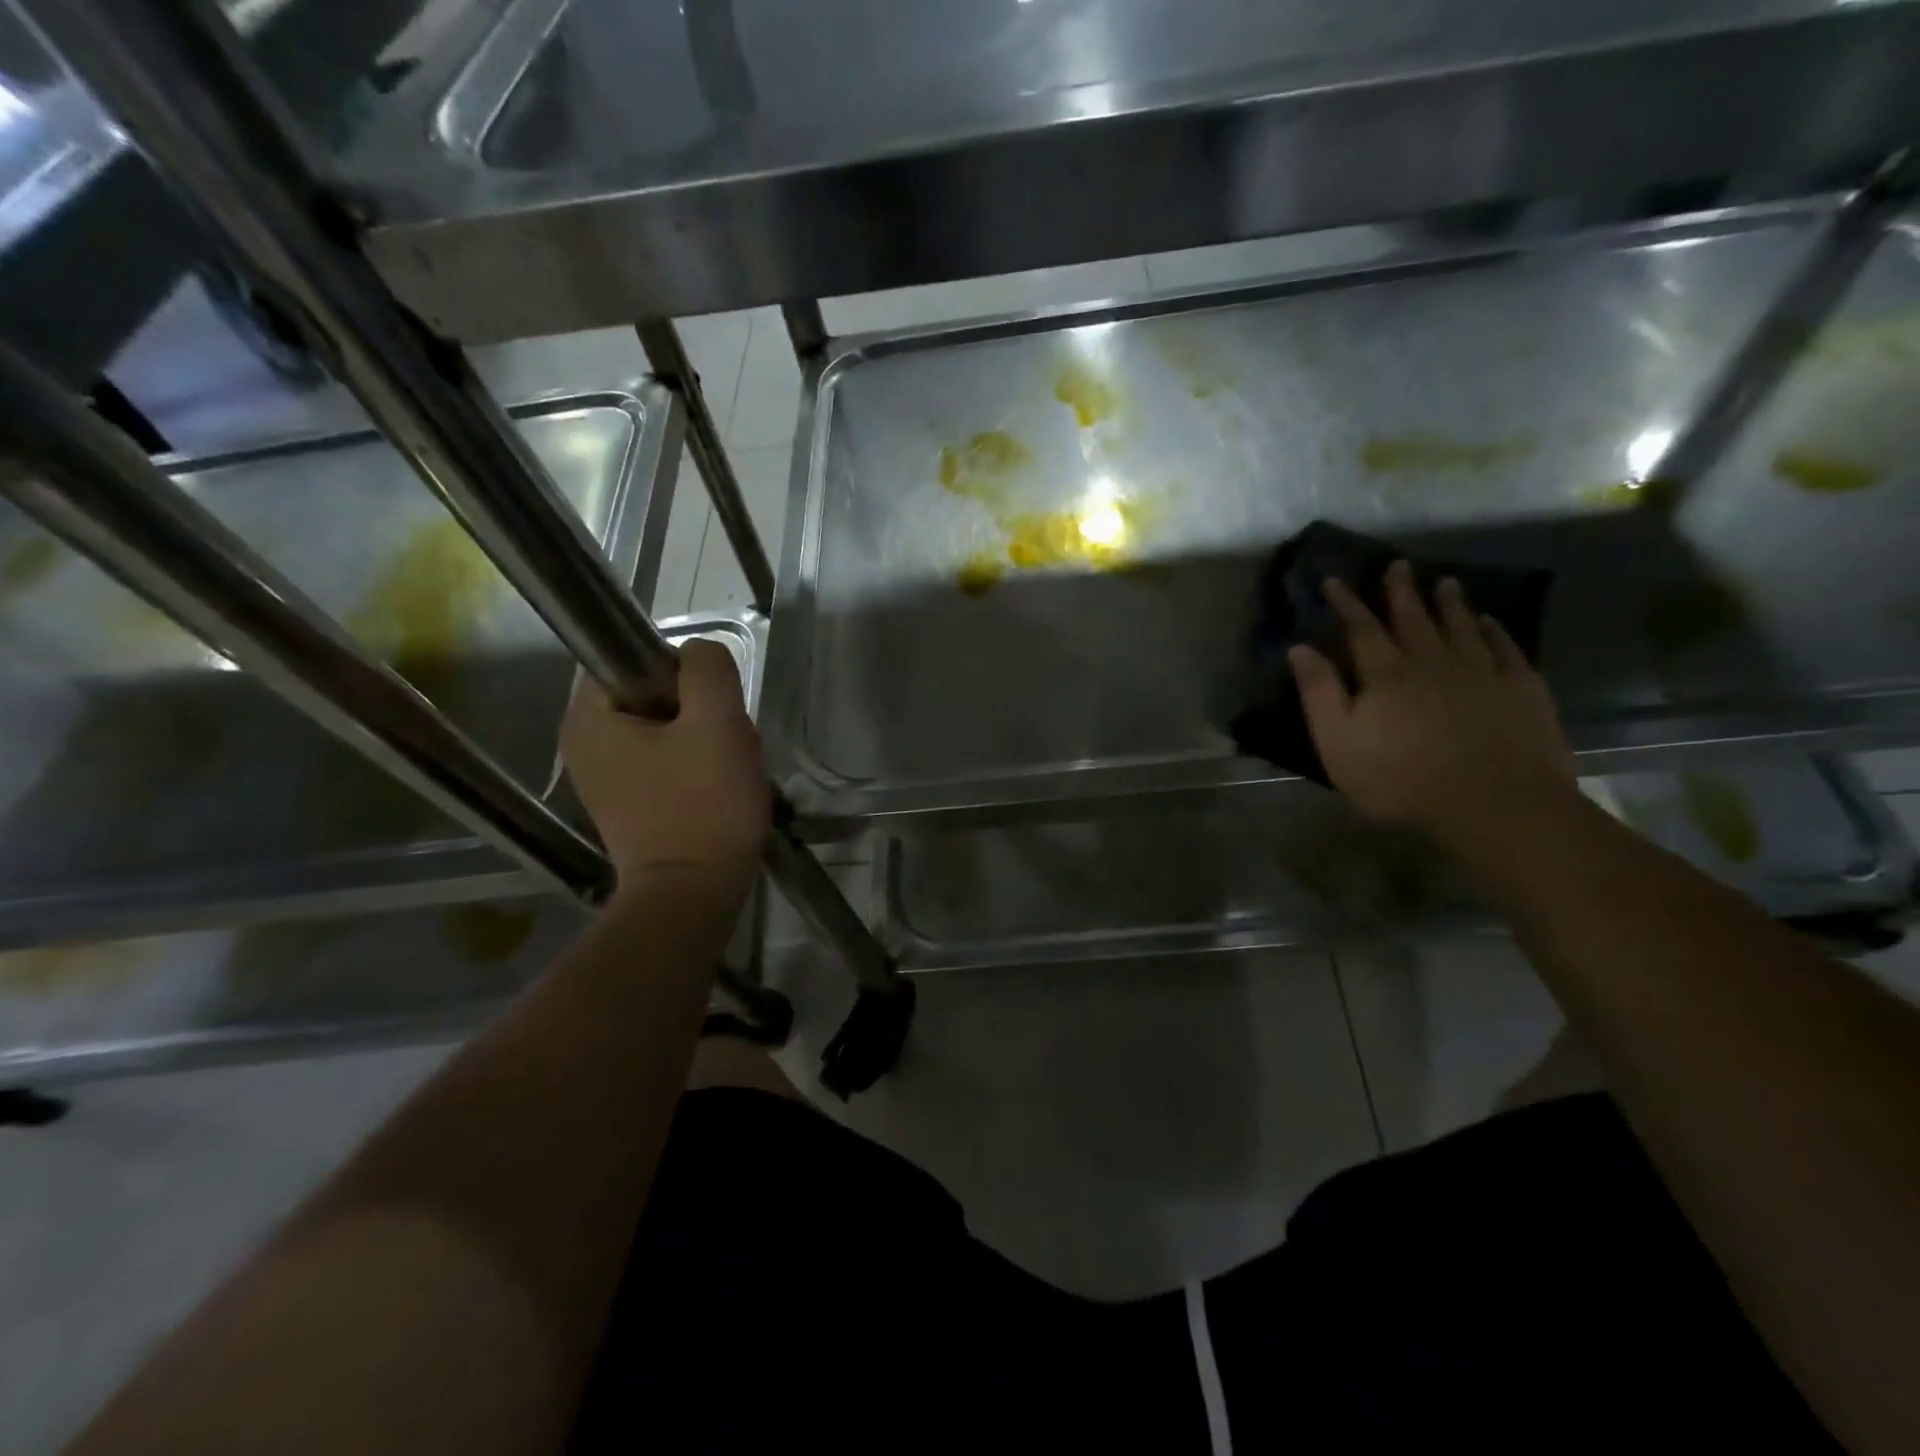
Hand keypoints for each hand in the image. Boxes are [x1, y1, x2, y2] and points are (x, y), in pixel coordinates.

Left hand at [560, 640, 769, 898]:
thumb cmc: (703, 806)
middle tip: (728, 744)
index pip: (633, 659)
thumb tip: (700, 654)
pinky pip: (669, 763)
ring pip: (669, 730)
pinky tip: (721, 790)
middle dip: (702, 712)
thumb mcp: (717, 722)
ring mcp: (606, 779)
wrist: (693, 897)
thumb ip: (708, 669)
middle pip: (655, 696)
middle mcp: (585, 744)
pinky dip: (699, 769)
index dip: (682, 674)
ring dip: (708, 741)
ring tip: (730, 770)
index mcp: (588, 718)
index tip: (712, 708)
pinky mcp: (630, 805)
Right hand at [1290, 560, 1576, 838]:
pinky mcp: (1521, 690)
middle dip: (1402, 591)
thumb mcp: (1338, 742)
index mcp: (1386, 674)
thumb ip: (1319, 693)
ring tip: (1446, 581)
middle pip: (1414, 618)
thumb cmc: (1400, 779)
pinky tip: (1492, 622)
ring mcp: (1481, 673)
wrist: (1493, 804)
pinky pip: (1506, 650)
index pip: (1361, 628)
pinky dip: (1496, 632)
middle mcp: (1432, 661)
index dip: (1347, 602)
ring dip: (1451, 603)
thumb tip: (1300, 648)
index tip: (1335, 579)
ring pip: (1462, 626)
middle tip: (1399, 565)